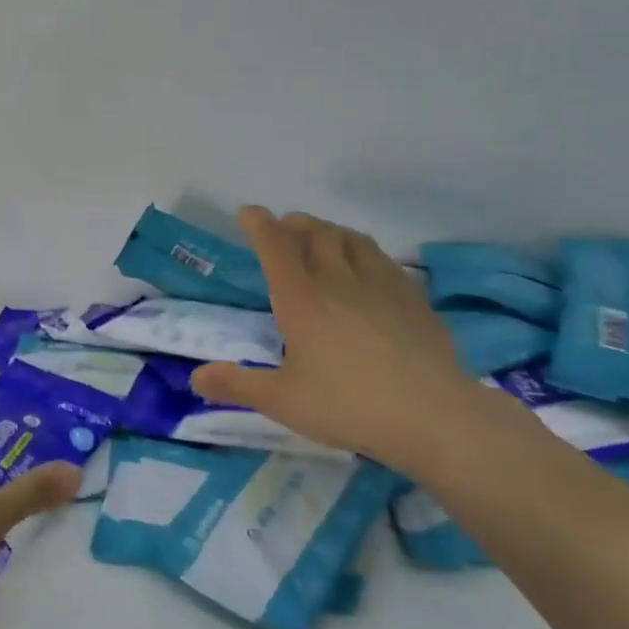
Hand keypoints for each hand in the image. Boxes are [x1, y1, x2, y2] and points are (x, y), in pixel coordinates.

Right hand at [190, 207, 471, 467]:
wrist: (432, 415)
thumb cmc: (348, 405)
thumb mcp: (282, 401)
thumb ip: (237, 386)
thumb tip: (196, 378)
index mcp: (302, 299)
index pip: (276, 247)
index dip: (260, 225)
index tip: (249, 213)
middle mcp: (339, 281)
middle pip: (316, 234)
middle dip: (295, 224)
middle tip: (283, 228)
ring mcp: (382, 286)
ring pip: (353, 240)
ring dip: (331, 231)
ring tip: (322, 238)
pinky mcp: (413, 299)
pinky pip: (383, 260)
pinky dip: (364, 252)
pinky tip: (368, 269)